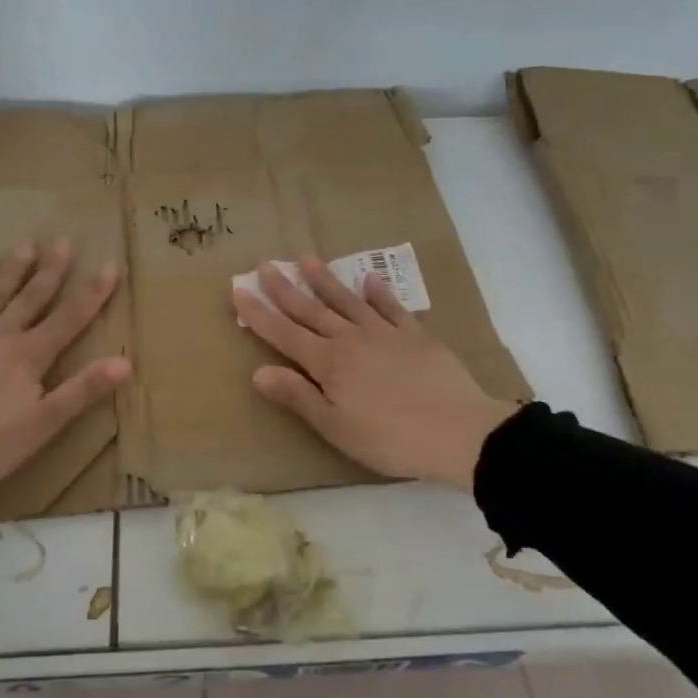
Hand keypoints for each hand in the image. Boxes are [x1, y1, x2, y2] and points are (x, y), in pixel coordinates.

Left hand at [0, 238, 130, 491]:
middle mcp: (1, 335)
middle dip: (51, 269)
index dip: (93, 292)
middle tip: (64, 240)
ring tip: (26, 243)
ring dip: (12, 269)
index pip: (70, 317)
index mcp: (30, 355)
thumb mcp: (44, 424)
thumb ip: (83, 390)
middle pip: (32, 297)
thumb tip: (125, 362)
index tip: (110, 264)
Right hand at [233, 257, 517, 489]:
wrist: (459, 431)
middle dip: (285, 288)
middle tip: (265, 264)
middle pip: (311, 310)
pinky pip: (392, 307)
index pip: (284, 334)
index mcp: (329, 364)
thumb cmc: (390, 438)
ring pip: (347, 301)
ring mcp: (385, 333)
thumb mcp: (336, 427)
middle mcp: (351, 340)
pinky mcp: (416, 336)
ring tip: (307, 258)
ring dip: (325, 280)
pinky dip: (379, 293)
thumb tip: (258, 372)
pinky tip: (369, 280)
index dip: (259, 314)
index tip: (238, 290)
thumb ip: (298, 397)